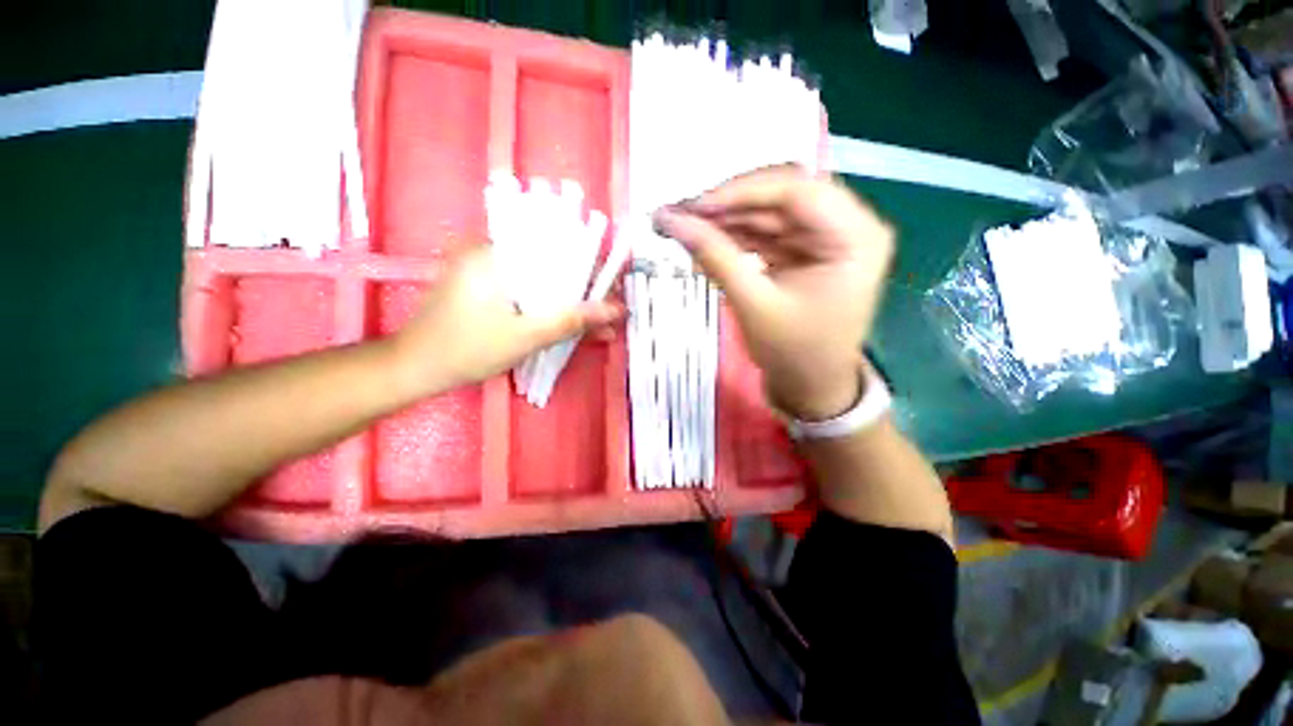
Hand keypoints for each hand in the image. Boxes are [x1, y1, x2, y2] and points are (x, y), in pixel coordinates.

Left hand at [390, 245, 622, 396]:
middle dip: (583, 292)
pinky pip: (528, 291)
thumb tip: (616, 311)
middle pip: (552, 266)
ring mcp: (488, 270)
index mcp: (496, 253)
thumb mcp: (525, 336)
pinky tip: (569, 325)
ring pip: (542, 281)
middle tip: (607, 315)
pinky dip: (549, 307)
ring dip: (569, 303)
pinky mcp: (486, 287)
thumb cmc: (466, 350)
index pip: (556, 247)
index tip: (611, 293)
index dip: (590, 270)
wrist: (414, 368)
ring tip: (596, 327)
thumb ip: (571, 320)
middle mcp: (491, 252)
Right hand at [653, 166, 893, 419]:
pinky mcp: (805, 250)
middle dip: (728, 203)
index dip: (740, 192)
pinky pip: (766, 231)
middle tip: (680, 212)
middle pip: (782, 194)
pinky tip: (705, 238)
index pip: (797, 190)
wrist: (811, 386)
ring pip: (769, 211)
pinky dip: (734, 235)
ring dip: (725, 218)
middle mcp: (847, 225)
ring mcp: (825, 236)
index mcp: (855, 237)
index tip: (692, 206)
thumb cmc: (794, 354)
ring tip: (683, 223)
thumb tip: (672, 221)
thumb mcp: (754, 305)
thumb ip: (715, 257)